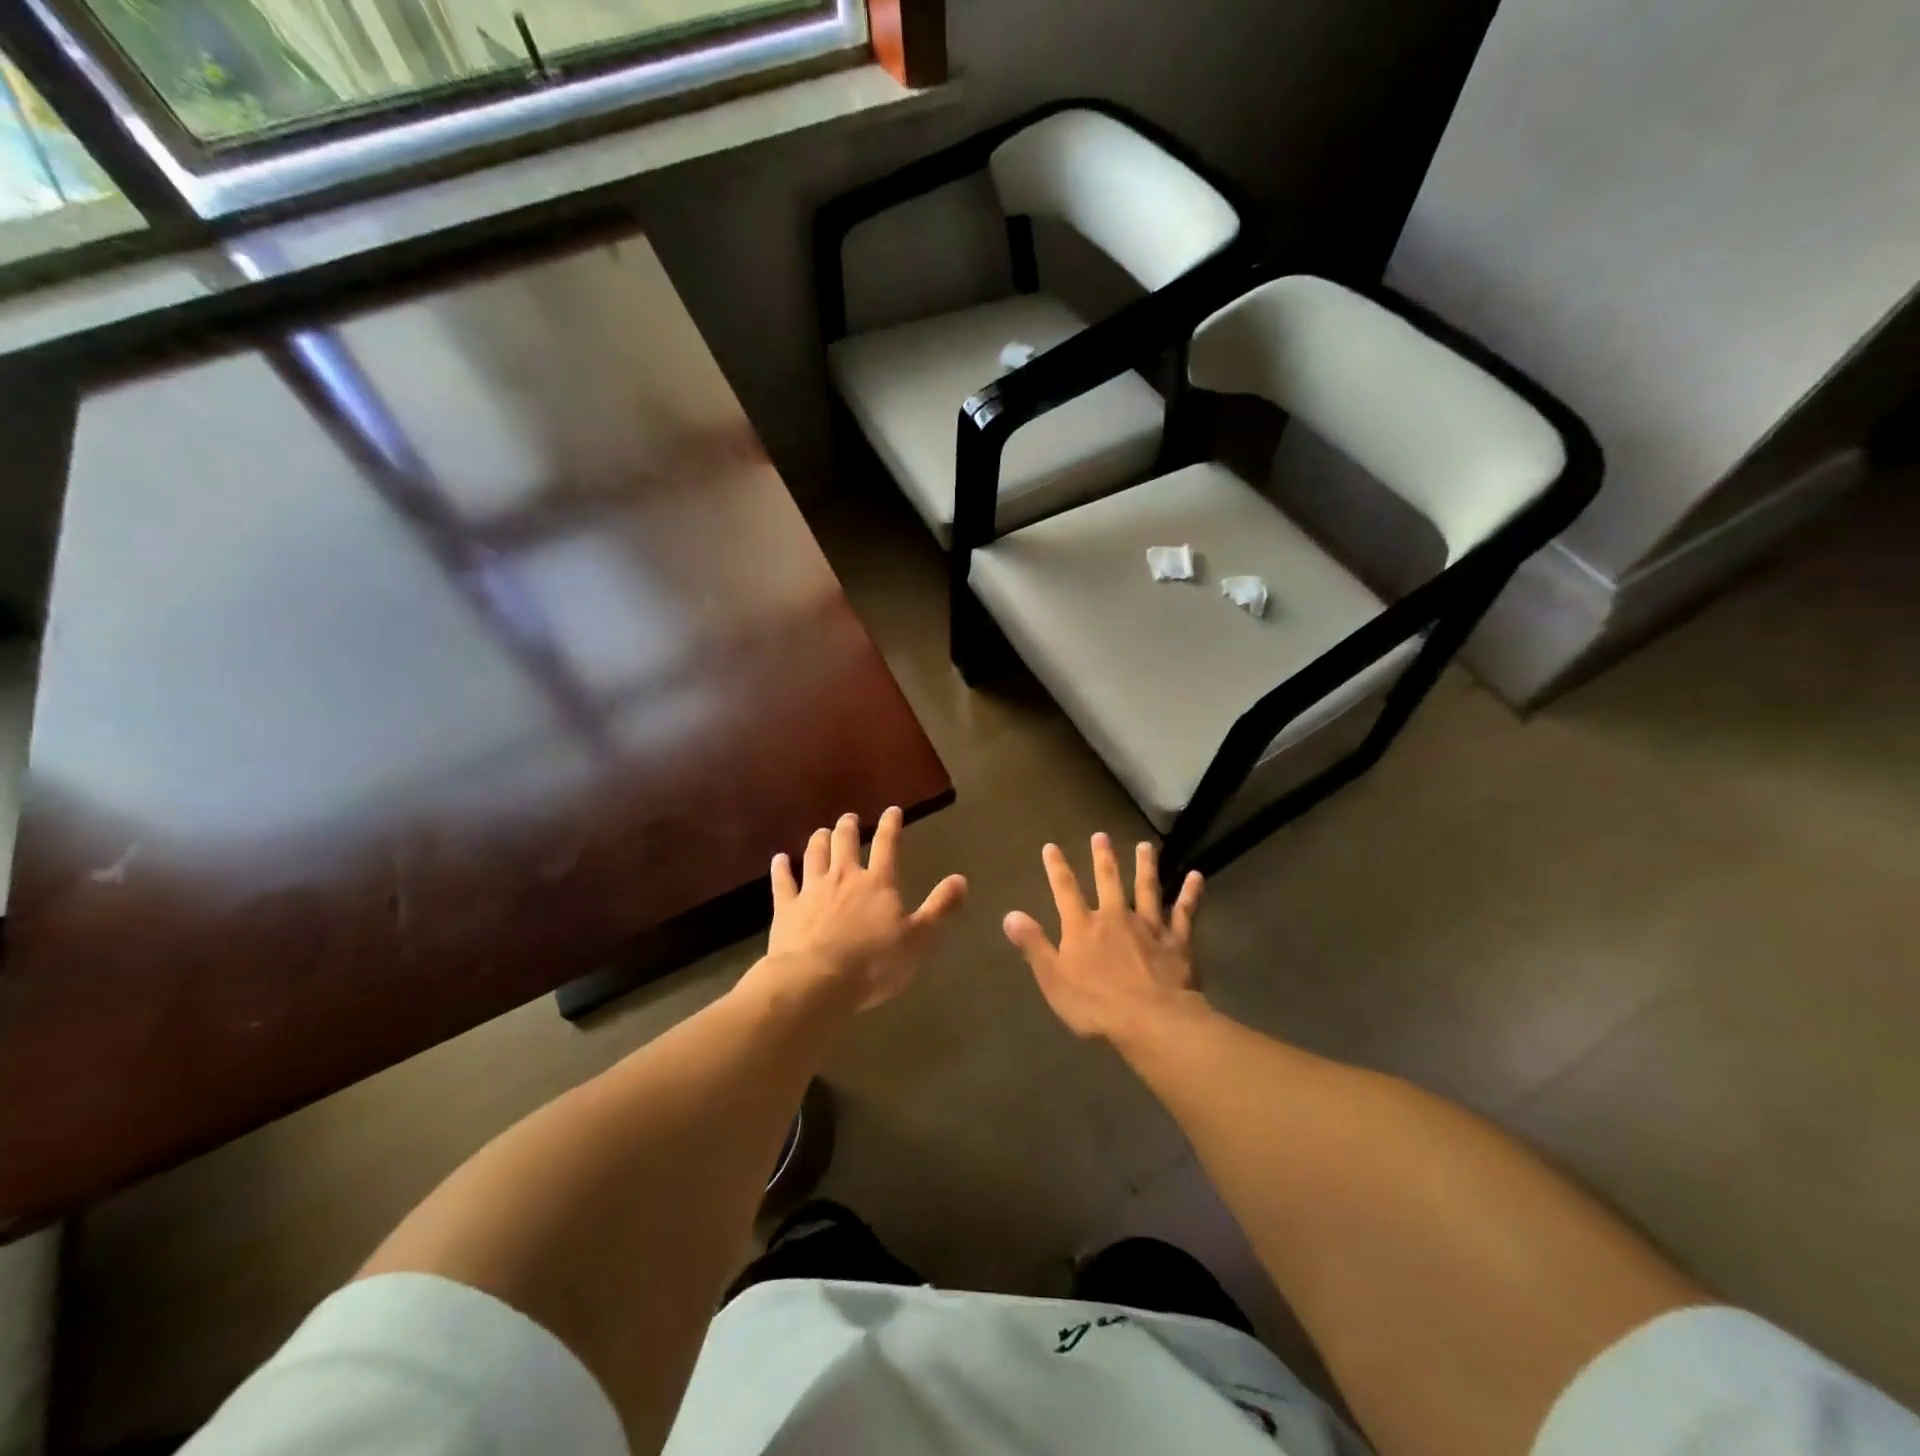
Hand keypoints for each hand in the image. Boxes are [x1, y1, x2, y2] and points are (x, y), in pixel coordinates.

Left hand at [764, 807, 966, 1010]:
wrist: (816, 981)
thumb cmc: (873, 963)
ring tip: (821, 831)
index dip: (891, 826)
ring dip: (819, 840)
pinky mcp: (786, 908)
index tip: (892, 811)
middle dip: (848, 827)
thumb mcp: (918, 939)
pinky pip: (783, 881)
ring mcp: (812, 890)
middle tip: (849, 818)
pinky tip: (780, 859)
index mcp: (878, 883)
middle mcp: (844, 877)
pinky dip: (781, 868)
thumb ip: (939, 908)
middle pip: (844, 842)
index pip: (887, 845)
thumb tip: (961, 879)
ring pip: (814, 855)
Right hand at [1003, 834, 1204, 1045]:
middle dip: (1103, 857)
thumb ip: (1034, 945)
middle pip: (1108, 880)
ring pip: (1147, 888)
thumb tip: (1010, 915)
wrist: (1151, 1019)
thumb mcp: (1053, 978)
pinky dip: (1190, 893)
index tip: (1051, 847)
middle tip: (1101, 835)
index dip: (1056, 868)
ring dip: (1146, 866)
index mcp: (1083, 927)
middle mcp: (1115, 916)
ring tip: (1146, 846)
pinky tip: (1196, 876)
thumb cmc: (1096, 1005)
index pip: (1065, 890)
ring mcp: (1148, 925)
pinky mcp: (1177, 939)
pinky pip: (1185, 911)